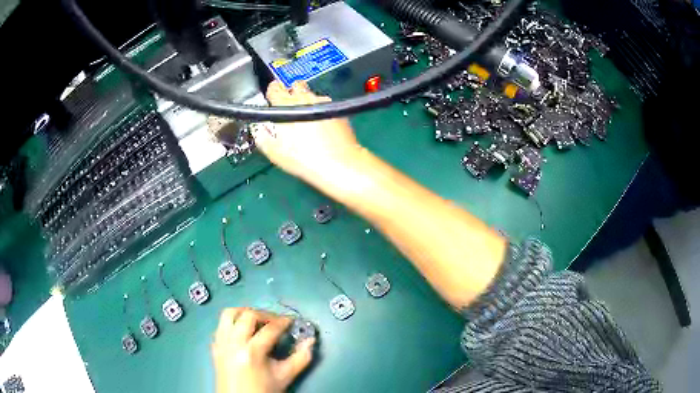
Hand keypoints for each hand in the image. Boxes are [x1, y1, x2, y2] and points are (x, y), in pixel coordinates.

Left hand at [212, 308, 314, 392]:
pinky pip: (221, 326)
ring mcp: (221, 343)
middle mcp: (233, 343)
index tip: (292, 321)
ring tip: (257, 320)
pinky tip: (242, 332)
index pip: (270, 328)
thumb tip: (310, 341)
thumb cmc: (263, 390)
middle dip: (265, 314)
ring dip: (244, 313)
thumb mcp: (285, 376)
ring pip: (228, 314)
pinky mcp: (214, 346)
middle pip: (247, 315)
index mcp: (252, 352)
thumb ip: (300, 358)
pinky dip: (232, 323)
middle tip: (276, 321)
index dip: (283, 322)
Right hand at [252, 81, 361, 183]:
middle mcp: (305, 98)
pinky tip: (321, 126)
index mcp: (286, 105)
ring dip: (307, 102)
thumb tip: (258, 127)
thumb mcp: (274, 152)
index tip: (272, 101)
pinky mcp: (337, 110)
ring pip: (311, 95)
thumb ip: (262, 136)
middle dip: (291, 94)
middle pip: (295, 85)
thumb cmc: (304, 159)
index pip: (274, 87)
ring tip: (307, 121)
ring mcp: (324, 102)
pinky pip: (325, 105)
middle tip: (289, 110)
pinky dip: (321, 111)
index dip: (271, 93)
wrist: (339, 164)